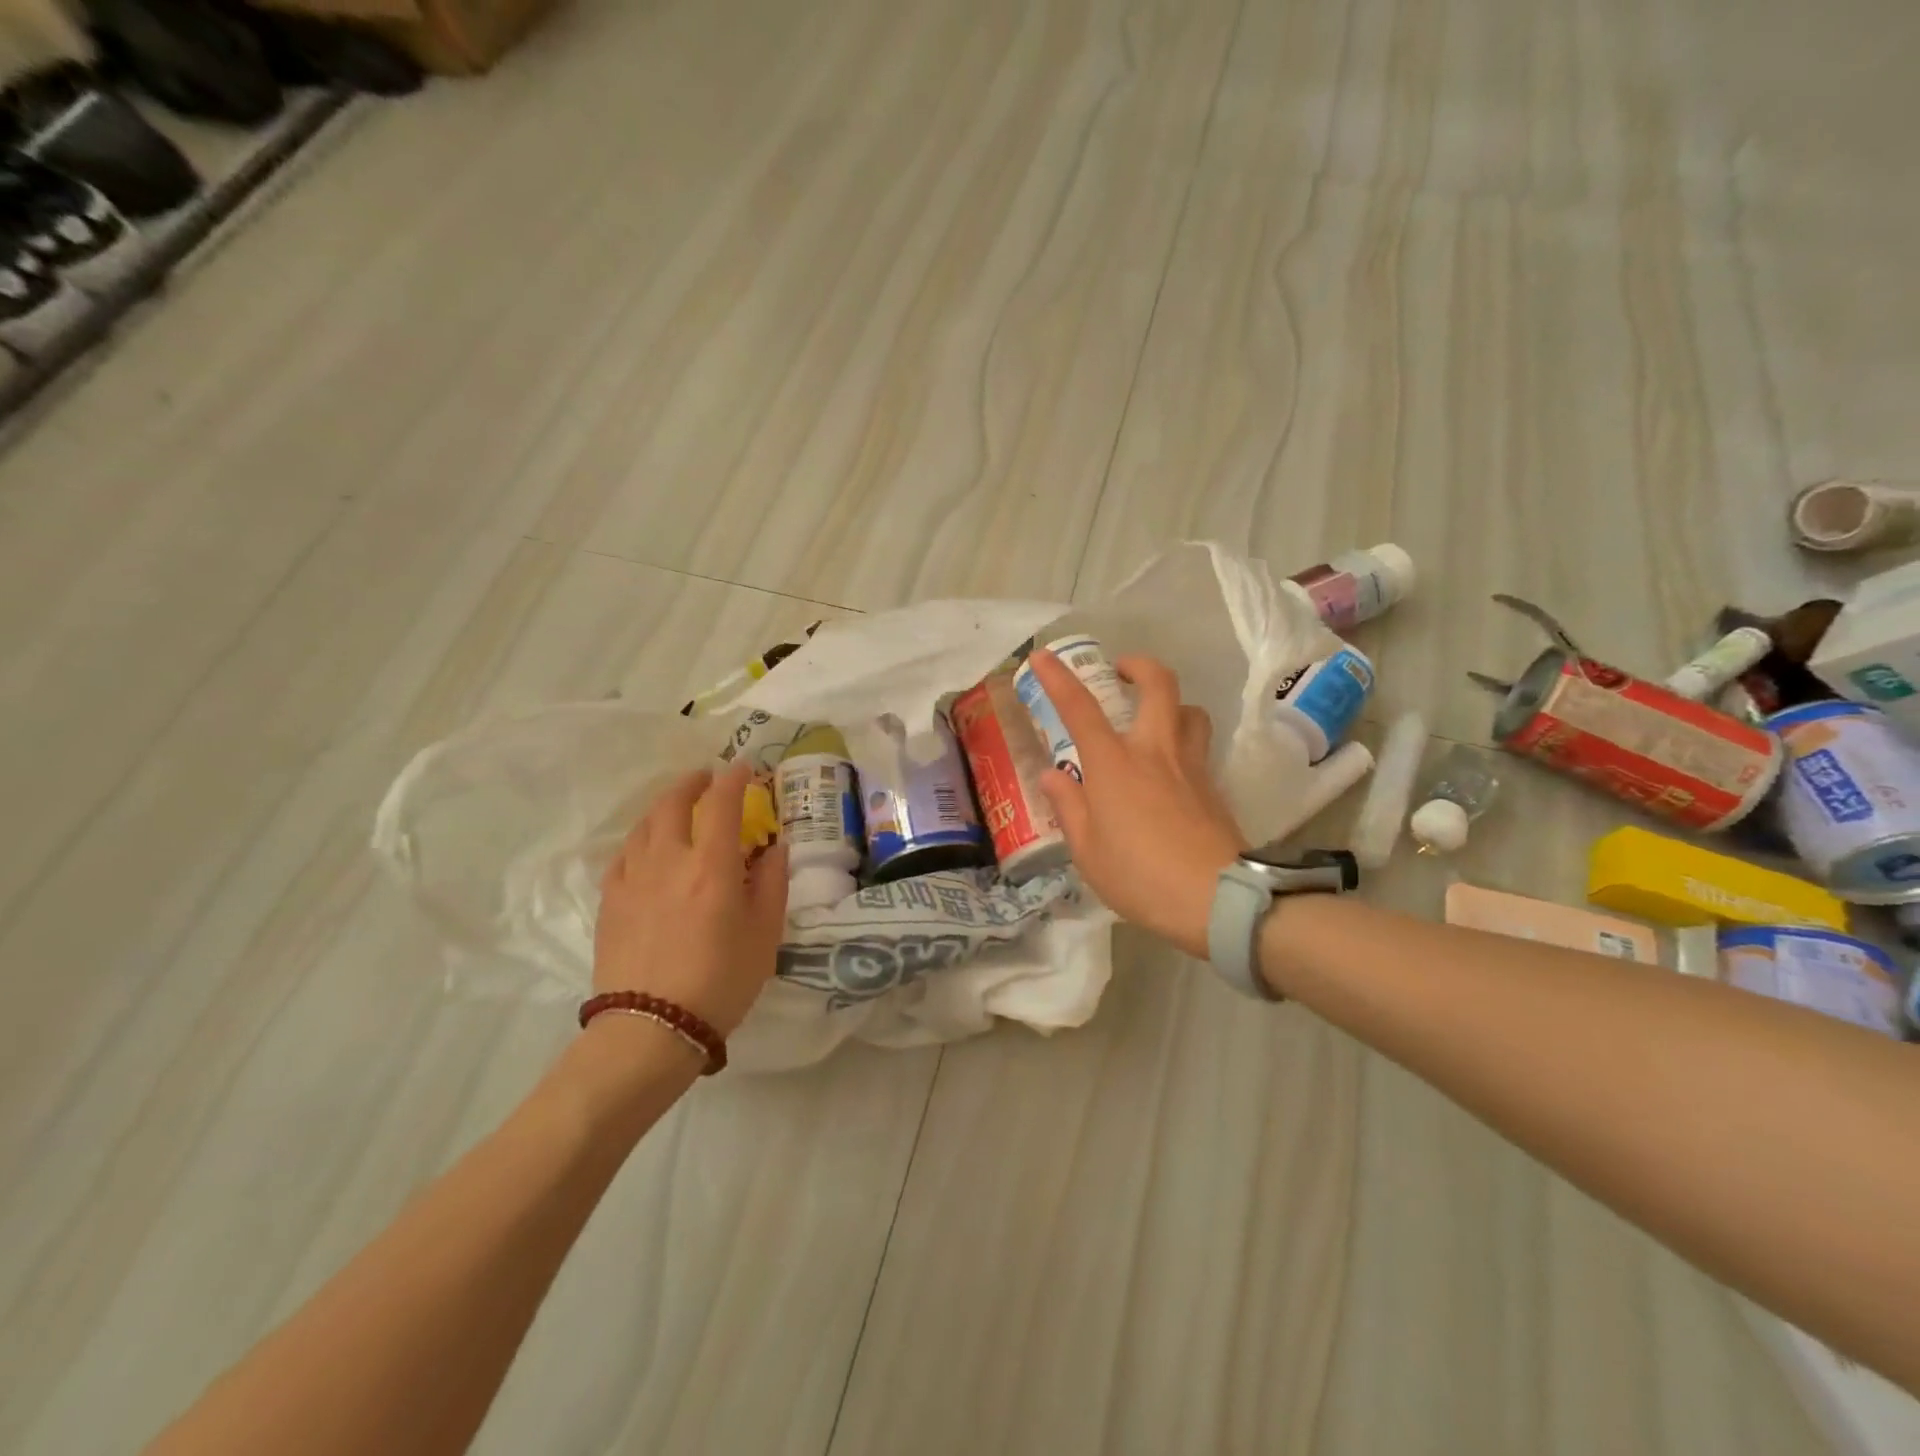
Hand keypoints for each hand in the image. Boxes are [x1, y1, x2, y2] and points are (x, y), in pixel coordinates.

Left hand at [593, 762, 789, 1037]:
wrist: (652, 1028)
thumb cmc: (721, 981)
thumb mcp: (765, 934)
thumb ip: (771, 883)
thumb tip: (774, 847)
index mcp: (712, 866)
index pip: (721, 803)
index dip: (733, 779)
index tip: (743, 769)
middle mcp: (669, 860)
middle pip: (673, 803)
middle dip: (692, 783)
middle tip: (707, 780)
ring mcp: (633, 878)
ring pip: (644, 824)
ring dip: (664, 806)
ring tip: (678, 808)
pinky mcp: (611, 900)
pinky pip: (624, 853)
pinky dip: (641, 838)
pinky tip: (648, 847)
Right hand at [1032, 651, 1247, 957]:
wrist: (1217, 898)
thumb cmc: (1139, 875)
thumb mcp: (1087, 850)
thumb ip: (1068, 806)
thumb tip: (1054, 774)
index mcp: (1113, 764)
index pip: (1080, 708)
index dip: (1058, 678)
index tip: (1042, 655)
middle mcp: (1154, 751)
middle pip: (1158, 684)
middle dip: (1138, 665)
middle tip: (1121, 670)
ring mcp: (1190, 765)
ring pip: (1190, 710)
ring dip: (1170, 703)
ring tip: (1152, 718)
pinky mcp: (1214, 786)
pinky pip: (1199, 746)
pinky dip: (1183, 741)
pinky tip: (1170, 770)